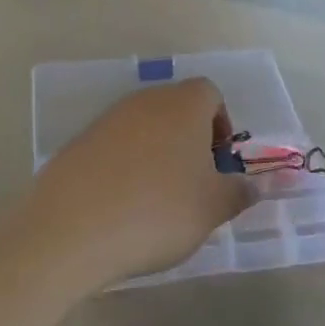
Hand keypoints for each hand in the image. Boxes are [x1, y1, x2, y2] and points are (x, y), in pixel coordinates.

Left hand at [19, 78, 250, 288]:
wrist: (70, 232)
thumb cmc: (158, 212)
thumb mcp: (213, 208)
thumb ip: (240, 192)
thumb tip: (254, 185)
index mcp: (183, 106)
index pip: (210, 93)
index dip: (221, 123)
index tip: (220, 160)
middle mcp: (144, 103)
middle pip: (175, 108)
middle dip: (190, 139)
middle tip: (194, 181)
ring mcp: (105, 122)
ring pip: (143, 128)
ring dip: (156, 153)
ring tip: (158, 199)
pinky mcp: (75, 146)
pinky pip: (112, 149)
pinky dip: (124, 168)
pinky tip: (122, 206)